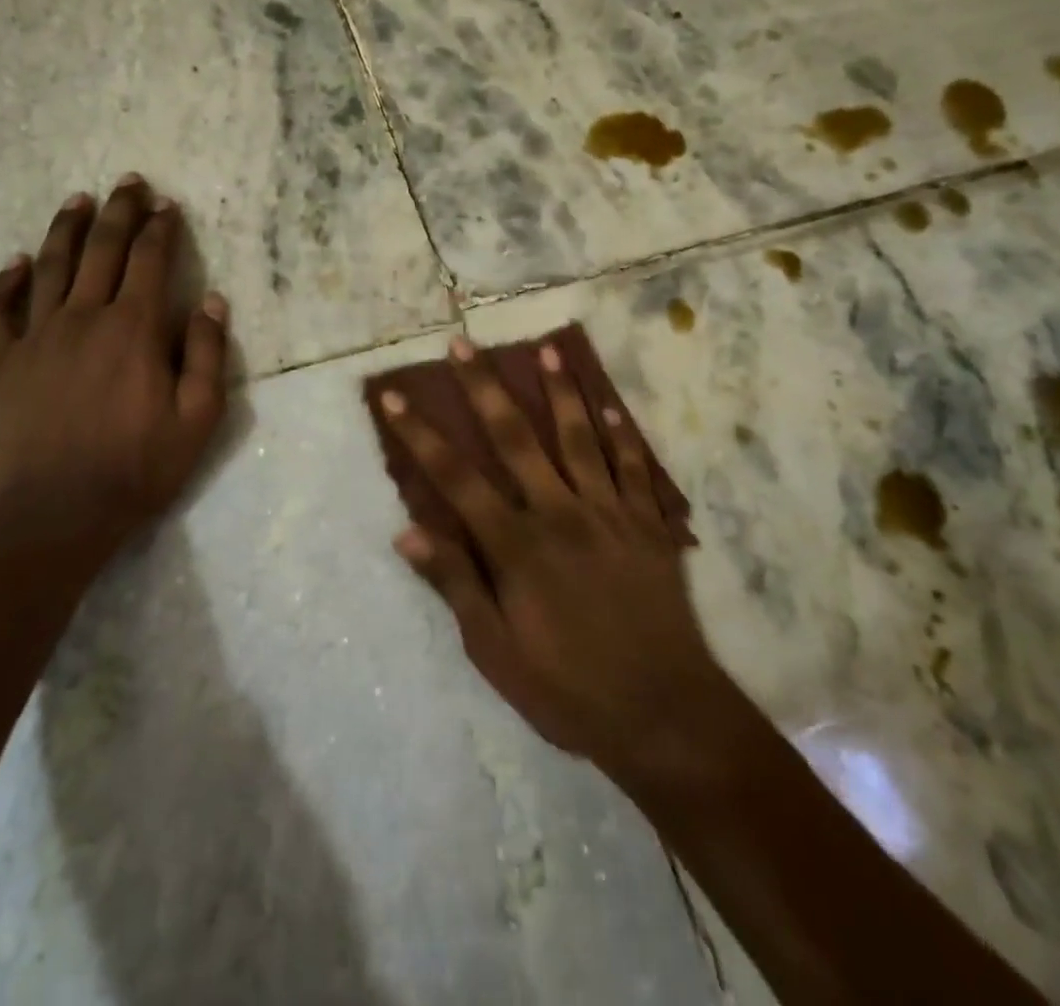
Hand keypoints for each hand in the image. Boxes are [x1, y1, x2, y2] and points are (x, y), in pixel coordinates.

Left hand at [0, 176, 228, 560]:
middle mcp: (83, 318)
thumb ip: (208, 354)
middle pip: (101, 249)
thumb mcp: (198, 418)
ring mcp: (37, 338)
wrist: (56, 515)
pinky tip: (17, 263)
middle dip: (118, 211)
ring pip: (50, 267)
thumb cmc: (138, 467)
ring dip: (66, 229)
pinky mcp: (3, 364)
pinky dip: (6, 282)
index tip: (168, 205)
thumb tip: (212, 301)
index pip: (150, 261)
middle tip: (128, 182)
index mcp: (133, 329)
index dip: (161, 228)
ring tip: (78, 200)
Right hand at [379, 337, 745, 786]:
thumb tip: (406, 533)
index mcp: (517, 546)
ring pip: (580, 438)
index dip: (420, 435)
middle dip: (485, 388)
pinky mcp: (649, 525)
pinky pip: (635, 468)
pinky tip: (611, 405)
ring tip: (547, 351)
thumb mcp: (495, 652)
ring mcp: (610, 514)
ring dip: (561, 392)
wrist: (665, 715)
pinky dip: (623, 434)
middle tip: (464, 345)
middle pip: (516, 438)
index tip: (394, 397)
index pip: (456, 477)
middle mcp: (560, 513)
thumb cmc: (569, 689)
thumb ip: (455, 585)